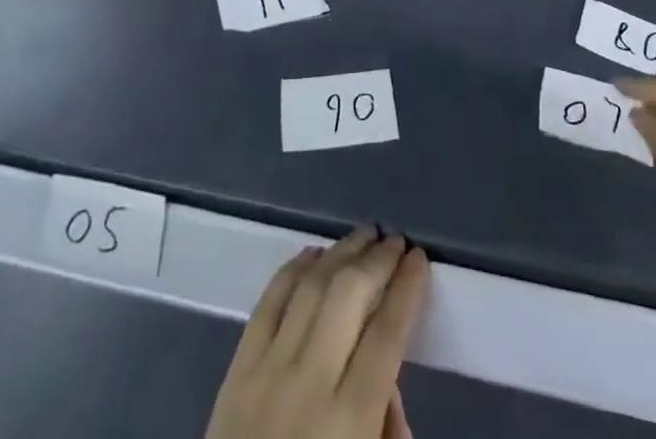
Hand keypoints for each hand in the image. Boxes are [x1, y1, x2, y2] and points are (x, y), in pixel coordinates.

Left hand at [207, 227, 428, 438]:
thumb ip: (386, 430)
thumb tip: (388, 382)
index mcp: (349, 423)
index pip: (387, 335)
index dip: (407, 290)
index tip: (420, 260)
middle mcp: (309, 385)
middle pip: (349, 297)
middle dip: (377, 261)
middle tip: (396, 241)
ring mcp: (266, 372)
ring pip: (310, 288)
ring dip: (340, 253)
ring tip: (363, 235)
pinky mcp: (234, 372)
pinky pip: (267, 304)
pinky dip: (292, 271)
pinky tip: (312, 254)